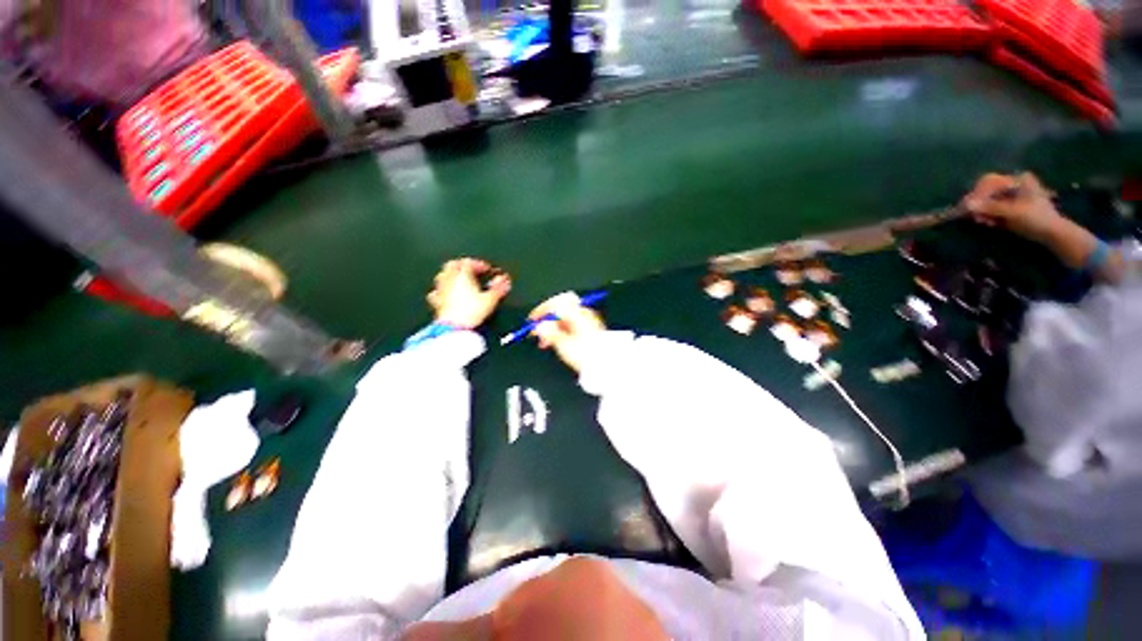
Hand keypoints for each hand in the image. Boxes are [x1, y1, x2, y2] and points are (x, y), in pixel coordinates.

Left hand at [427, 258, 510, 328]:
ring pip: (442, 276)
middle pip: (452, 265)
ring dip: (451, 275)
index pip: (468, 263)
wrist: (454, 327)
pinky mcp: (437, 302)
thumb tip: (504, 281)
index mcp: (462, 275)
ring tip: (459, 279)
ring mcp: (441, 290)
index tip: (486, 269)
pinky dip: (442, 291)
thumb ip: (498, 288)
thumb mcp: (490, 299)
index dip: (478, 264)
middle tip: (470, 269)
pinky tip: (445, 295)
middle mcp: (449, 280)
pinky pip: (436, 292)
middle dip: (462, 265)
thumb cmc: (470, 312)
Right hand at [529, 292, 605, 372]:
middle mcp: (584, 313)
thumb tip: (540, 326)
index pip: (557, 301)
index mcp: (578, 313)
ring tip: (545, 343)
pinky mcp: (590, 330)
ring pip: (565, 319)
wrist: (606, 364)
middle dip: (546, 321)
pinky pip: (571, 326)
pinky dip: (561, 332)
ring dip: (552, 328)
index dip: (543, 309)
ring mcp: (588, 321)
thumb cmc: (588, 355)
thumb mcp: (564, 344)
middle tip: (536, 332)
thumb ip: (550, 332)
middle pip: (560, 310)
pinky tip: (556, 343)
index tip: (533, 319)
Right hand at [962, 173, 1064, 243]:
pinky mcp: (1009, 207)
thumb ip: (991, 207)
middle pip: (987, 191)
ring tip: (983, 222)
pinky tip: (989, 223)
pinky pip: (991, 209)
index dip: (978, 194)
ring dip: (983, 212)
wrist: (1052, 233)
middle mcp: (1013, 184)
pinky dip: (988, 216)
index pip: (990, 182)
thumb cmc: (1036, 218)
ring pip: (988, 201)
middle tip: (975, 217)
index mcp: (1017, 180)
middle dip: (980, 205)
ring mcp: (1011, 196)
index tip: (968, 207)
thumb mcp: (1014, 212)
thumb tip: (966, 205)